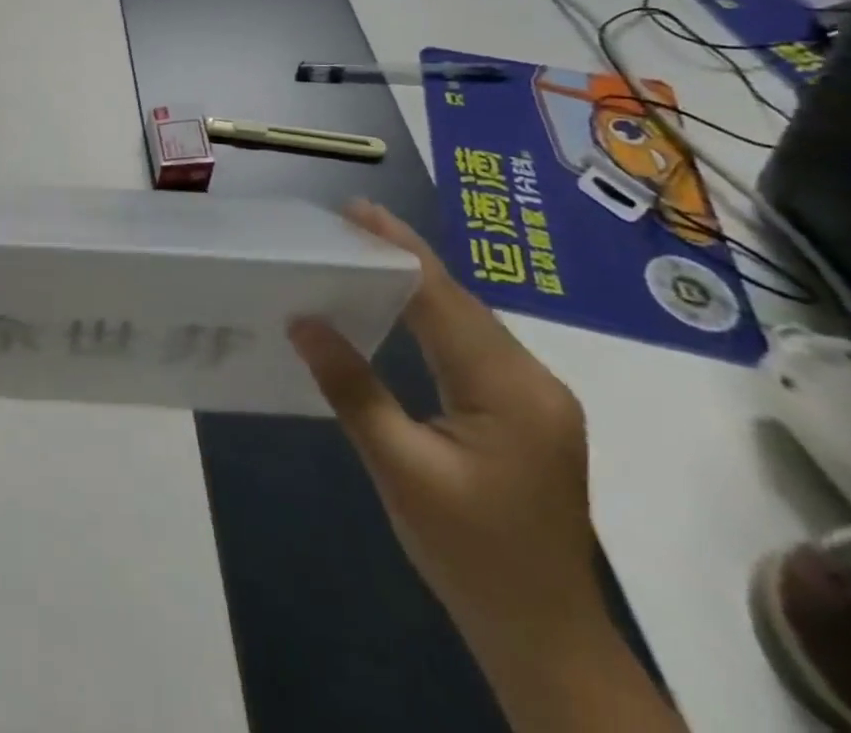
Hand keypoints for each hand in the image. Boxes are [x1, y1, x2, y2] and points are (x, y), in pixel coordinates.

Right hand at [290, 201, 598, 645]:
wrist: (547, 640)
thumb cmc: (470, 556)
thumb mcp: (400, 469)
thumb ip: (352, 388)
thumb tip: (303, 320)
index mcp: (510, 391)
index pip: (444, 301)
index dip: (399, 250)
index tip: (357, 210)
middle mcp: (534, 381)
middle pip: (461, 303)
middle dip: (405, 259)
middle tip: (349, 223)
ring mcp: (538, 398)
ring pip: (469, 322)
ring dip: (419, 286)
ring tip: (366, 252)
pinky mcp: (529, 413)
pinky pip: (475, 347)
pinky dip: (434, 318)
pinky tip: (402, 309)